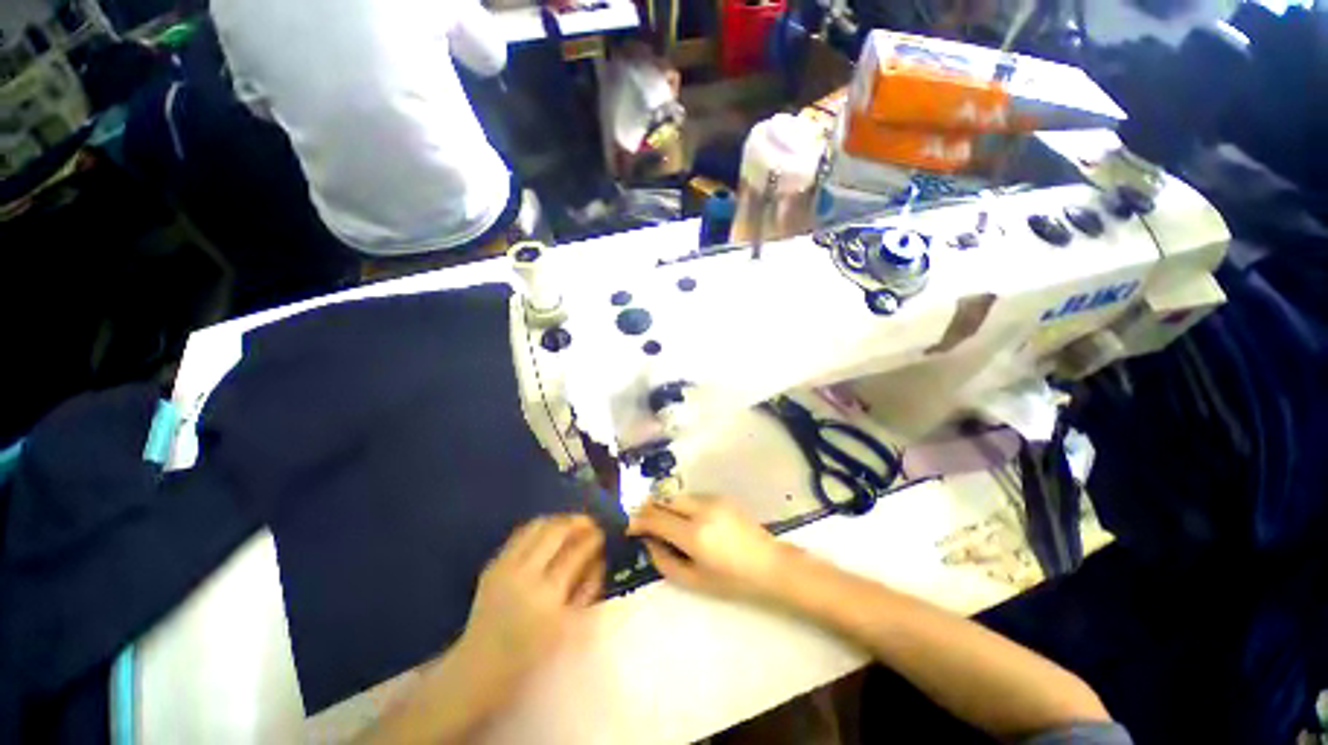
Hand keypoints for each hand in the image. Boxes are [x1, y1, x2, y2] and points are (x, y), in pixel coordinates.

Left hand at [457, 515, 604, 685]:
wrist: (479, 669)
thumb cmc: (531, 656)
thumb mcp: (569, 629)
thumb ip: (586, 590)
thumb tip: (599, 559)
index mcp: (548, 596)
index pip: (576, 553)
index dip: (592, 538)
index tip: (602, 533)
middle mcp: (525, 574)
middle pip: (556, 531)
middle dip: (576, 521)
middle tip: (590, 523)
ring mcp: (505, 567)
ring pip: (537, 525)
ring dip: (558, 520)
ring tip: (571, 525)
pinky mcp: (493, 564)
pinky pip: (521, 534)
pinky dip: (539, 528)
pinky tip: (549, 534)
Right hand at [627, 495, 793, 601]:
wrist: (769, 564)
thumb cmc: (732, 580)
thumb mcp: (694, 580)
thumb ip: (665, 560)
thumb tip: (648, 542)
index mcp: (693, 534)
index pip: (656, 519)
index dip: (638, 521)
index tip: (629, 526)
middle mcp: (700, 510)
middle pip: (664, 500)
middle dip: (649, 509)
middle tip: (641, 521)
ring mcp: (712, 500)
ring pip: (677, 496)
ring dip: (665, 505)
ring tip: (661, 520)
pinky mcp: (721, 497)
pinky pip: (692, 496)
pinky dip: (681, 504)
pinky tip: (684, 518)